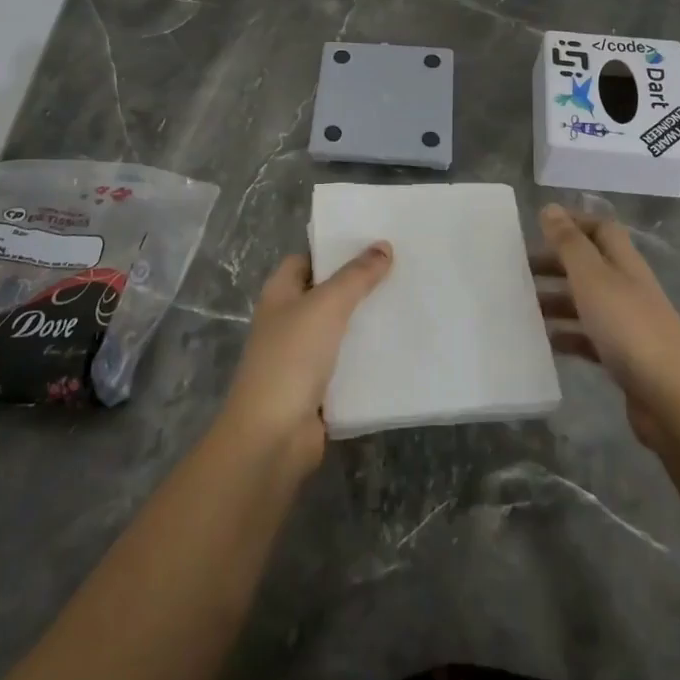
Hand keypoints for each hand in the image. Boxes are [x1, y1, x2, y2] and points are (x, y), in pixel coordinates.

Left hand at [219, 244, 392, 472]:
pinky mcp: (318, 388)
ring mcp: (301, 357)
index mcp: (279, 294)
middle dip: (358, 285)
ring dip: (366, 321)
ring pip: (339, 330)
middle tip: (399, 270)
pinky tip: (398, 347)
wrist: (273, 436)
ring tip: (406, 303)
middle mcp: (288, 321)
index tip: (372, 244)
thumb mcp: (326, 306)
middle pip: (325, 293)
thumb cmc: (291, 358)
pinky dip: (367, 357)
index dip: (334, 250)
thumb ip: (356, 276)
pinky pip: (347, 364)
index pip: (306, 259)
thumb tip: (383, 245)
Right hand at [535, 205, 679, 450]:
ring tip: (522, 305)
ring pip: (586, 302)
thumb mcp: (593, 278)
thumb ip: (570, 243)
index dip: (573, 223)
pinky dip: (567, 335)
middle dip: (556, 263)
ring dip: (556, 299)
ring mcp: (628, 324)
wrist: (671, 400)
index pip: (602, 229)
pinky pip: (589, 337)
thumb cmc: (628, 328)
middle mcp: (628, 288)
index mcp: (625, 264)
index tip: (538, 226)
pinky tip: (545, 341)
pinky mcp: (624, 357)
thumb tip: (550, 208)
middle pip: (590, 265)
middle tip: (519, 268)